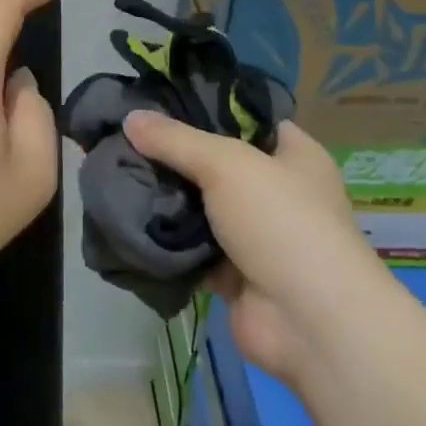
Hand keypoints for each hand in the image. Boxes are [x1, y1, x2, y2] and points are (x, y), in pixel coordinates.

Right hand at [122, 111, 385, 383]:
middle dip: (173, 155)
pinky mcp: (232, 273)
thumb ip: (175, 140)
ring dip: (165, 198)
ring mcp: (254, 235)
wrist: (309, 324)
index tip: (157, 102)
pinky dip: (165, 239)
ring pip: (199, 206)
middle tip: (124, 137)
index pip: (247, 120)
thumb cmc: (281, 222)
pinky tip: (127, 218)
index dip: (206, 108)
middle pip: (215, 163)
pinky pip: (190, 247)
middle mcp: (277, 191)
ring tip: (116, 173)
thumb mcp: (227, 164)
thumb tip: (130, 117)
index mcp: (294, 156)